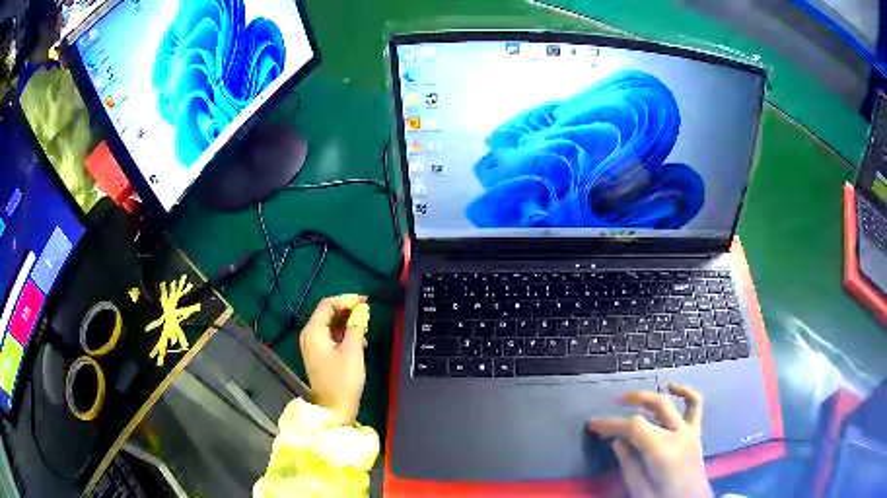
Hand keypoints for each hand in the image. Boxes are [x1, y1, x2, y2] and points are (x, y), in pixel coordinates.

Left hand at [299, 295, 369, 424]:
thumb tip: (361, 310)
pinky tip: (359, 340)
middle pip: (327, 313)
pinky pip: (330, 336)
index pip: (327, 304)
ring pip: (330, 325)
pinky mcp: (319, 355)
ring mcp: (313, 346)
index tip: (365, 302)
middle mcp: (309, 335)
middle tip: (367, 313)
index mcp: (313, 331)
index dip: (346, 300)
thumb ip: (356, 326)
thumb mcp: (353, 350)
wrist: (335, 408)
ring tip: (365, 328)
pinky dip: (344, 334)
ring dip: (347, 323)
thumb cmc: (343, 380)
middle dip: (347, 310)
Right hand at [586, 384, 711, 497]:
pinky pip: (695, 405)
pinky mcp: (696, 432)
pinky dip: (685, 392)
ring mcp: (690, 431)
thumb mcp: (639, 489)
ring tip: (634, 396)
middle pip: (654, 407)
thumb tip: (616, 442)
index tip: (593, 425)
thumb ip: (628, 464)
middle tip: (610, 407)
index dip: (612, 423)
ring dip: (652, 395)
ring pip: (673, 402)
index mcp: (663, 451)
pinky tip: (672, 388)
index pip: (635, 426)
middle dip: (630, 402)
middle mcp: (679, 434)